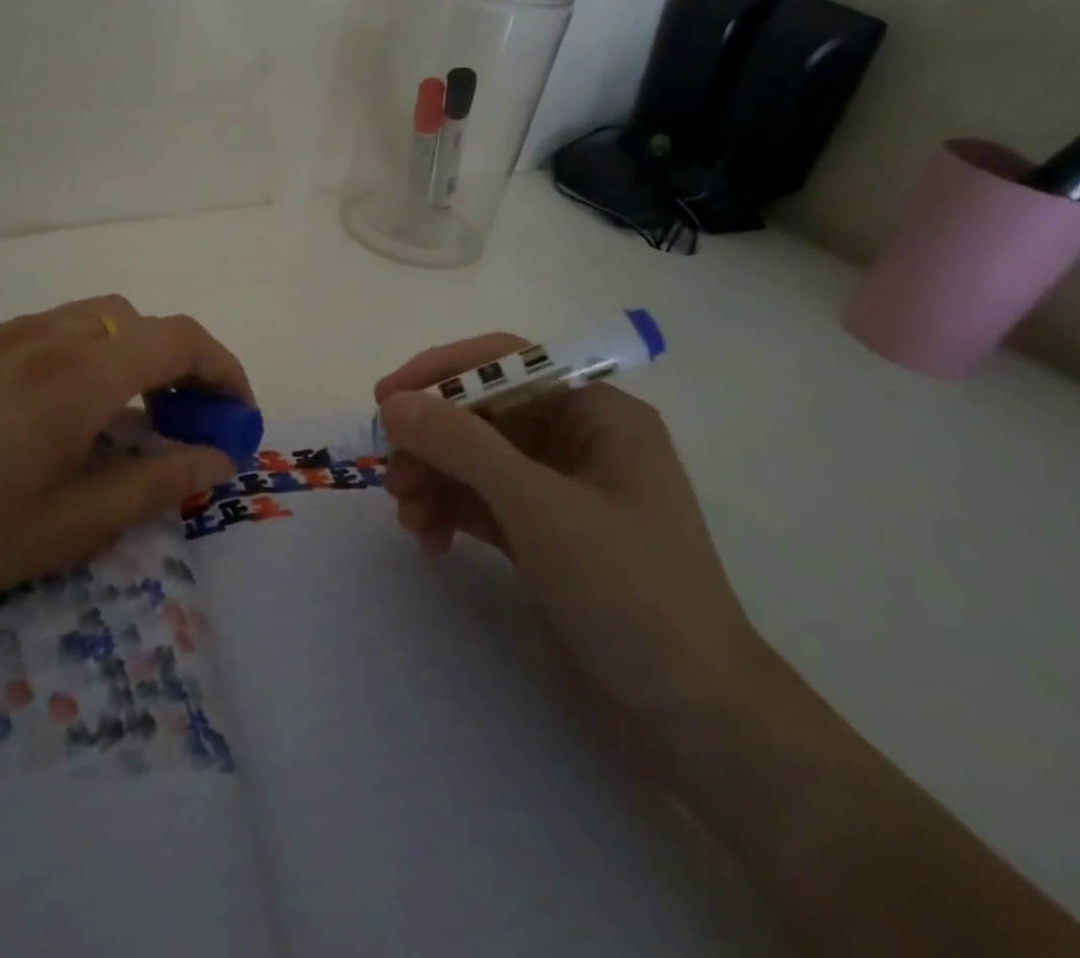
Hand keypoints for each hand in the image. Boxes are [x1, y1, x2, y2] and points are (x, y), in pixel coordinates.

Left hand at [0, 296, 249, 649]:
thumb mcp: (67, 528)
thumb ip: (154, 483)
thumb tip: (218, 458)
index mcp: (77, 378)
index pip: (179, 340)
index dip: (224, 370)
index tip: (238, 415)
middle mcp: (47, 337)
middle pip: (142, 322)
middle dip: (183, 363)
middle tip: (187, 423)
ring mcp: (4, 336)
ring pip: (99, 318)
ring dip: (136, 353)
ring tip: (132, 415)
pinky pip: (56, 328)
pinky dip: (92, 352)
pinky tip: (68, 408)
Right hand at [376, 335, 770, 763]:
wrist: (694, 717)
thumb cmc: (628, 589)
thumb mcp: (538, 507)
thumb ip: (462, 445)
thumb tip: (393, 403)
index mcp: (596, 412)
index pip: (505, 361)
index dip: (441, 373)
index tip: (385, 400)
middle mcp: (577, 440)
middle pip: (481, 413)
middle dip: (431, 441)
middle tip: (392, 476)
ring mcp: (559, 489)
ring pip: (474, 459)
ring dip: (433, 479)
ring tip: (407, 518)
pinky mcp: (544, 534)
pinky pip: (480, 502)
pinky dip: (449, 511)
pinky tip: (429, 540)